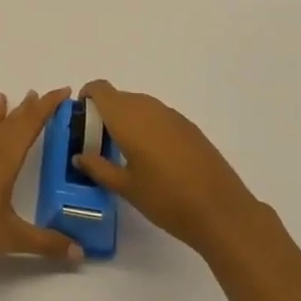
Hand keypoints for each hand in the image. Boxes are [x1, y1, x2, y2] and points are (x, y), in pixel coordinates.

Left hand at [0, 89, 83, 269]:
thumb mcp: (14, 238)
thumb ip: (48, 243)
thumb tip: (81, 254)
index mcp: (5, 161)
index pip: (30, 126)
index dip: (47, 107)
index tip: (62, 92)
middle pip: (10, 124)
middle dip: (27, 108)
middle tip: (37, 93)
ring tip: (1, 97)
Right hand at [72, 80, 268, 259]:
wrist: (221, 210)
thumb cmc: (166, 199)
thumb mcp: (126, 187)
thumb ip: (98, 167)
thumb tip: (79, 156)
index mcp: (127, 117)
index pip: (100, 89)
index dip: (87, 97)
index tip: (82, 120)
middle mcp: (148, 107)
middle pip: (119, 97)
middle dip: (105, 113)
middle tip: (99, 143)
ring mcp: (172, 115)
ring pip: (140, 106)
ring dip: (127, 120)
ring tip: (125, 152)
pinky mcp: (189, 127)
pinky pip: (158, 117)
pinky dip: (148, 127)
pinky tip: (153, 158)